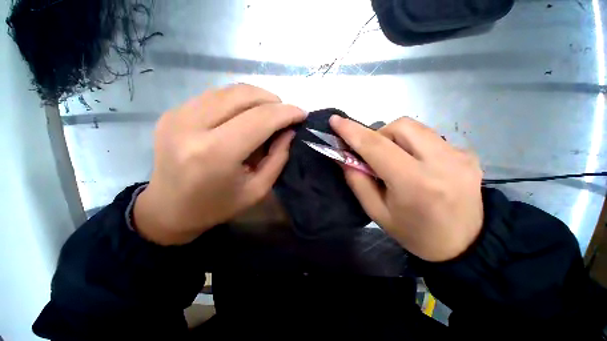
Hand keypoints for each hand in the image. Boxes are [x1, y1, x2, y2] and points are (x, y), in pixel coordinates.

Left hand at [134, 84, 306, 244]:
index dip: (286, 113)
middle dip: (273, 101)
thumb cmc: (218, 206)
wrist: (168, 209)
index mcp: (215, 153)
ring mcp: (178, 115)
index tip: (302, 114)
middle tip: (285, 114)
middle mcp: (192, 126)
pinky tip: (245, 115)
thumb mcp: (258, 189)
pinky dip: (238, 101)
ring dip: (257, 98)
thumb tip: (289, 131)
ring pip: (229, 91)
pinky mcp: (173, 112)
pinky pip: (215, 95)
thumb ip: (278, 157)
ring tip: (268, 114)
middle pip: (244, 96)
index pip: (260, 119)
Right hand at [330, 116, 483, 261]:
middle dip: (378, 135)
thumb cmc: (413, 233)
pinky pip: (430, 137)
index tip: (335, 121)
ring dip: (395, 139)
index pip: (376, 146)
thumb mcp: (376, 211)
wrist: (464, 244)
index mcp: (415, 183)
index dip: (352, 131)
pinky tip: (417, 165)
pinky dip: (413, 145)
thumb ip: (357, 180)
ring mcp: (460, 155)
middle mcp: (442, 162)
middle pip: (400, 126)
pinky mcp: (468, 153)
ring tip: (395, 161)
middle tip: (374, 156)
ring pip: (415, 128)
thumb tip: (344, 156)